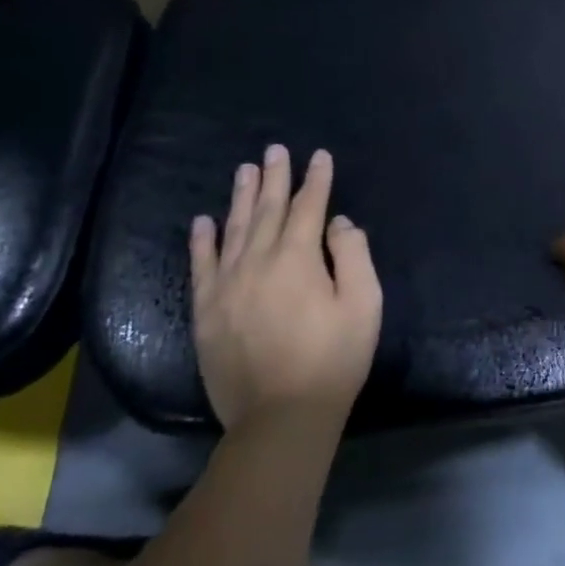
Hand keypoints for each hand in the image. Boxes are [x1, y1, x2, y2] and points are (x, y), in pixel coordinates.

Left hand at [188, 145, 382, 430]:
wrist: (281, 416)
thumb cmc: (334, 359)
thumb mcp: (363, 304)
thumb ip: (352, 255)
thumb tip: (337, 223)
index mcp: (297, 258)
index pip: (308, 207)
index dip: (316, 180)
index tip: (319, 156)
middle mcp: (256, 262)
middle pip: (266, 210)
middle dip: (274, 177)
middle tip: (275, 150)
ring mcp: (226, 285)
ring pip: (233, 229)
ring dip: (240, 197)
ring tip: (244, 169)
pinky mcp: (206, 311)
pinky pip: (201, 265)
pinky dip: (202, 240)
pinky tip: (203, 221)